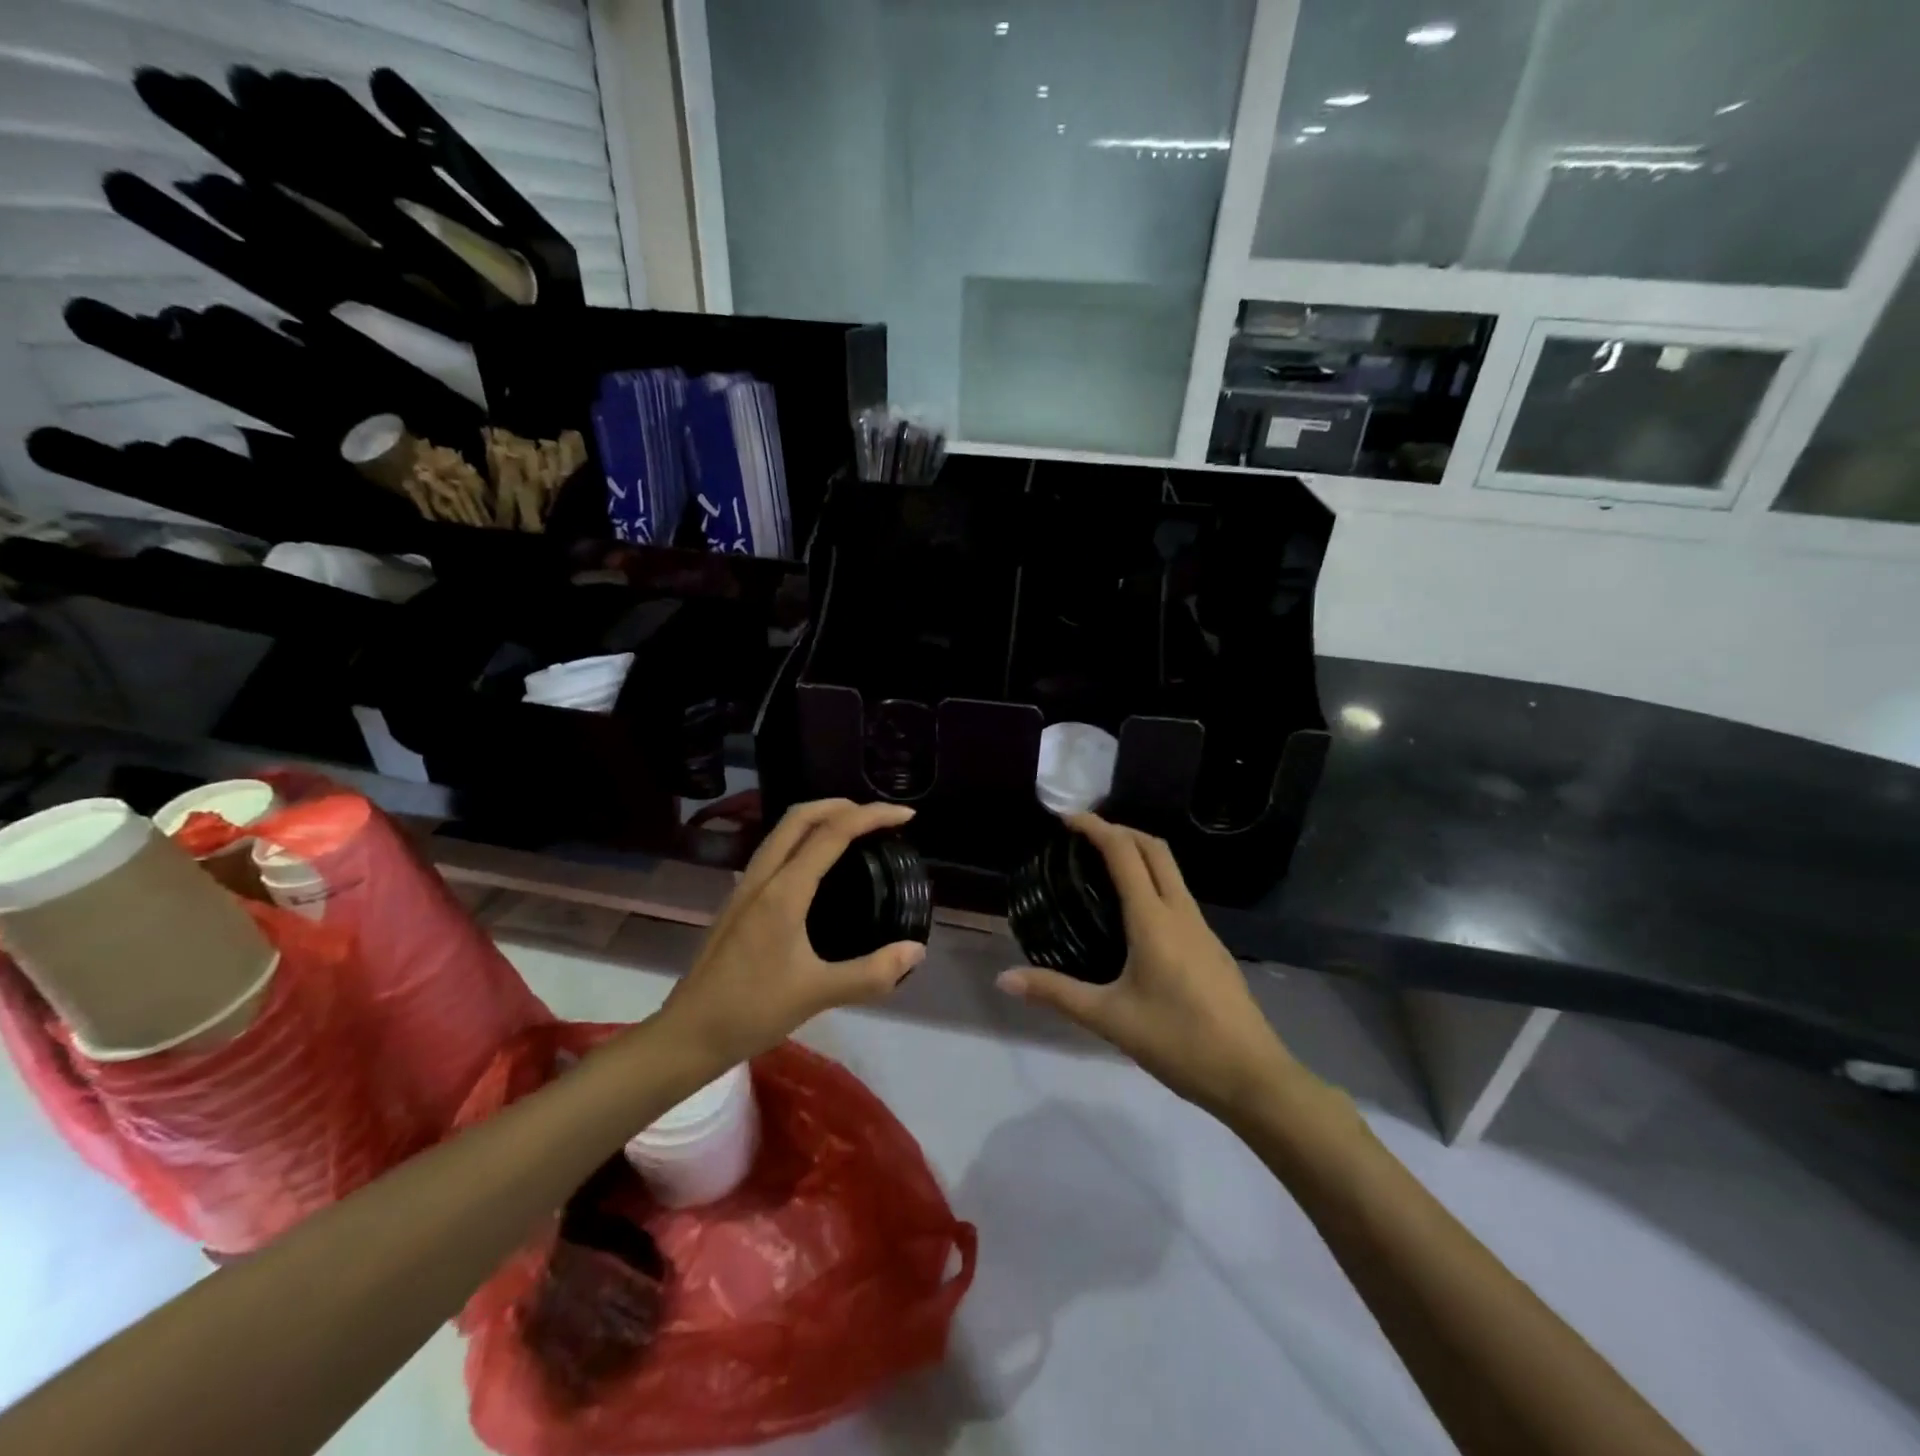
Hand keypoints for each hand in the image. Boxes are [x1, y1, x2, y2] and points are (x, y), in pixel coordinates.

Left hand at [661, 799, 926, 1066]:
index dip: (871, 816)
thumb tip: (916, 951)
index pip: (832, 833)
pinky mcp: (738, 902)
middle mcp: (762, 877)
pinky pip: (775, 851)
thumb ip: (872, 973)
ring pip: (782, 831)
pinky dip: (803, 840)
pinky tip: (818, 867)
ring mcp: (745, 887)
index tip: (905, 817)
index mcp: (784, 891)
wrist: (689, 1034)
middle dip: (842, 805)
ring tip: (853, 832)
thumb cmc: (752, 1010)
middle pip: (800, 817)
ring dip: (819, 819)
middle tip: (878, 817)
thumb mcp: (818, 994)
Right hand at [997, 815, 1300, 1116]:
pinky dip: (1153, 882)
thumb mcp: (1109, 1019)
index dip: (1096, 828)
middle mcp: (1181, 912)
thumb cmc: (1178, 1042)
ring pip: (1171, 871)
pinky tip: (1135, 916)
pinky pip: (1179, 896)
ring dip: (1139, 855)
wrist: (1252, 1076)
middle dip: (1121, 830)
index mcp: (1153, 919)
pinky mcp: (1212, 947)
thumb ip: (1056, 993)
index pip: (1124, 853)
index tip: (1067, 819)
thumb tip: (1004, 979)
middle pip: (1155, 849)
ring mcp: (1202, 929)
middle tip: (1084, 837)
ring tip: (1103, 869)